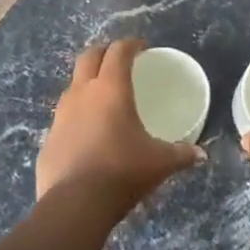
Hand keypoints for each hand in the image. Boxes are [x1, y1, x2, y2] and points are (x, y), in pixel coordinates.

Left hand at [37, 38, 200, 211]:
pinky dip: (76, 117)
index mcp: (111, 88)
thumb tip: (201, 155)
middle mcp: (82, 93)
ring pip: (72, 86)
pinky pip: (63, 118)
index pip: (119, 51)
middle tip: (119, 61)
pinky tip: (87, 134)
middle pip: (89, 56)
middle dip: (104, 52)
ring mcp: (60, 115)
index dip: (131, 44)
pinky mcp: (48, 139)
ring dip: (87, 83)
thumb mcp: (160, 162)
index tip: (142, 48)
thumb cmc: (122, 171)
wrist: (75, 205)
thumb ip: (181, 154)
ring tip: (102, 97)